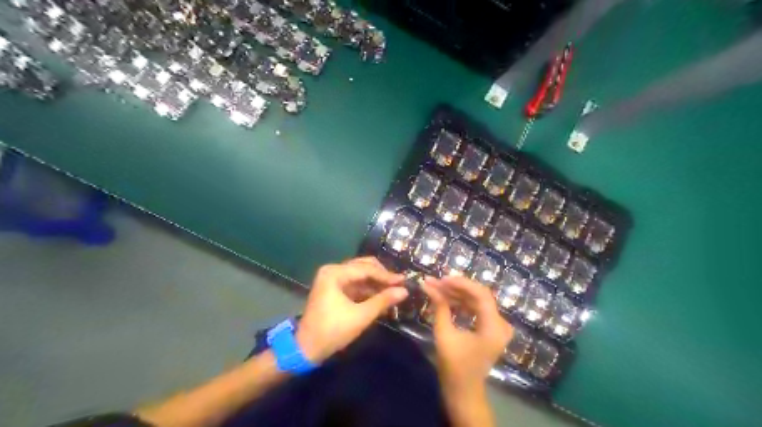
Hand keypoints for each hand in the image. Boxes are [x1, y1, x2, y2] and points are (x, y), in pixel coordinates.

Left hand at [296, 257, 409, 363]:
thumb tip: (405, 291)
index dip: (386, 275)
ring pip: (360, 275)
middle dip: (381, 275)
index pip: (366, 269)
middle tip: (399, 284)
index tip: (404, 280)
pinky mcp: (334, 290)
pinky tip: (381, 296)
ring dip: (376, 283)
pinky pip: (355, 284)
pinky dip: (368, 289)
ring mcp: (332, 280)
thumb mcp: (361, 316)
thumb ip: (383, 301)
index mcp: (335, 273)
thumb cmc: (333, 331)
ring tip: (394, 290)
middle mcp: (333, 271)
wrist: (306, 349)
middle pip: (363, 267)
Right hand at [424, 277, 511, 396]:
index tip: (441, 278)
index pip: (481, 294)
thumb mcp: (444, 334)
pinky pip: (477, 309)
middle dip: (455, 287)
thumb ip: (439, 307)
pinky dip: (461, 303)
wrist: (464, 392)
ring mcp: (497, 326)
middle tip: (434, 282)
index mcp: (494, 327)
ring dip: (457, 294)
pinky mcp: (490, 328)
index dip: (461, 283)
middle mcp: (500, 324)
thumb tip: (427, 284)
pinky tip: (446, 298)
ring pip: (477, 301)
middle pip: (479, 295)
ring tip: (436, 288)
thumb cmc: (454, 367)